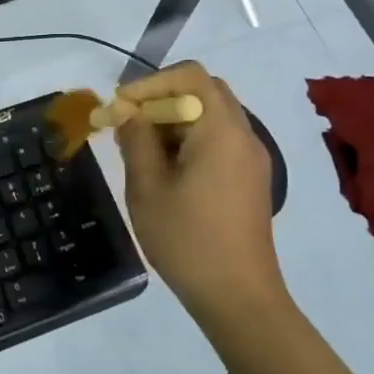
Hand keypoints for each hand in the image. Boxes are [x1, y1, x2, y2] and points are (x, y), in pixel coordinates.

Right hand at [114, 62, 285, 329]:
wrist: (238, 298)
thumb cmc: (188, 240)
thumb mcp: (148, 188)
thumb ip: (137, 141)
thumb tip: (129, 113)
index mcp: (222, 130)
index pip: (190, 76)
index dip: (151, 82)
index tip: (121, 106)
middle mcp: (244, 135)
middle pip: (204, 91)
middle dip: (162, 99)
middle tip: (129, 123)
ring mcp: (252, 159)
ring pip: (211, 116)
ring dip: (175, 121)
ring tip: (140, 150)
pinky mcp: (251, 180)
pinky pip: (219, 141)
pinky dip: (190, 140)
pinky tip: (165, 170)